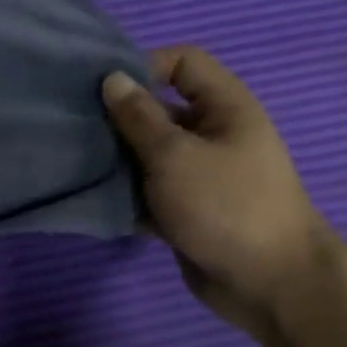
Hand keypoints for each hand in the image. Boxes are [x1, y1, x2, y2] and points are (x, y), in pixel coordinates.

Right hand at [103, 47, 339, 336]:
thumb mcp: (175, 155)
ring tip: (78, 163)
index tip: (104, 91)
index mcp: (224, 108)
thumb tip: (112, 79)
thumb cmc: (226, 206)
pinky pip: (148, 188)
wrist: (270, 284)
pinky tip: (97, 198)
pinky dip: (126, 192)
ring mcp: (199, 173)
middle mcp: (213, 133)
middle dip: (119, 117)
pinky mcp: (186, 207)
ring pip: (148, 151)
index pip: (183, 62)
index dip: (144, 66)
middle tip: (77, 128)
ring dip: (117, 158)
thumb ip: (139, 117)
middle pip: (158, 108)